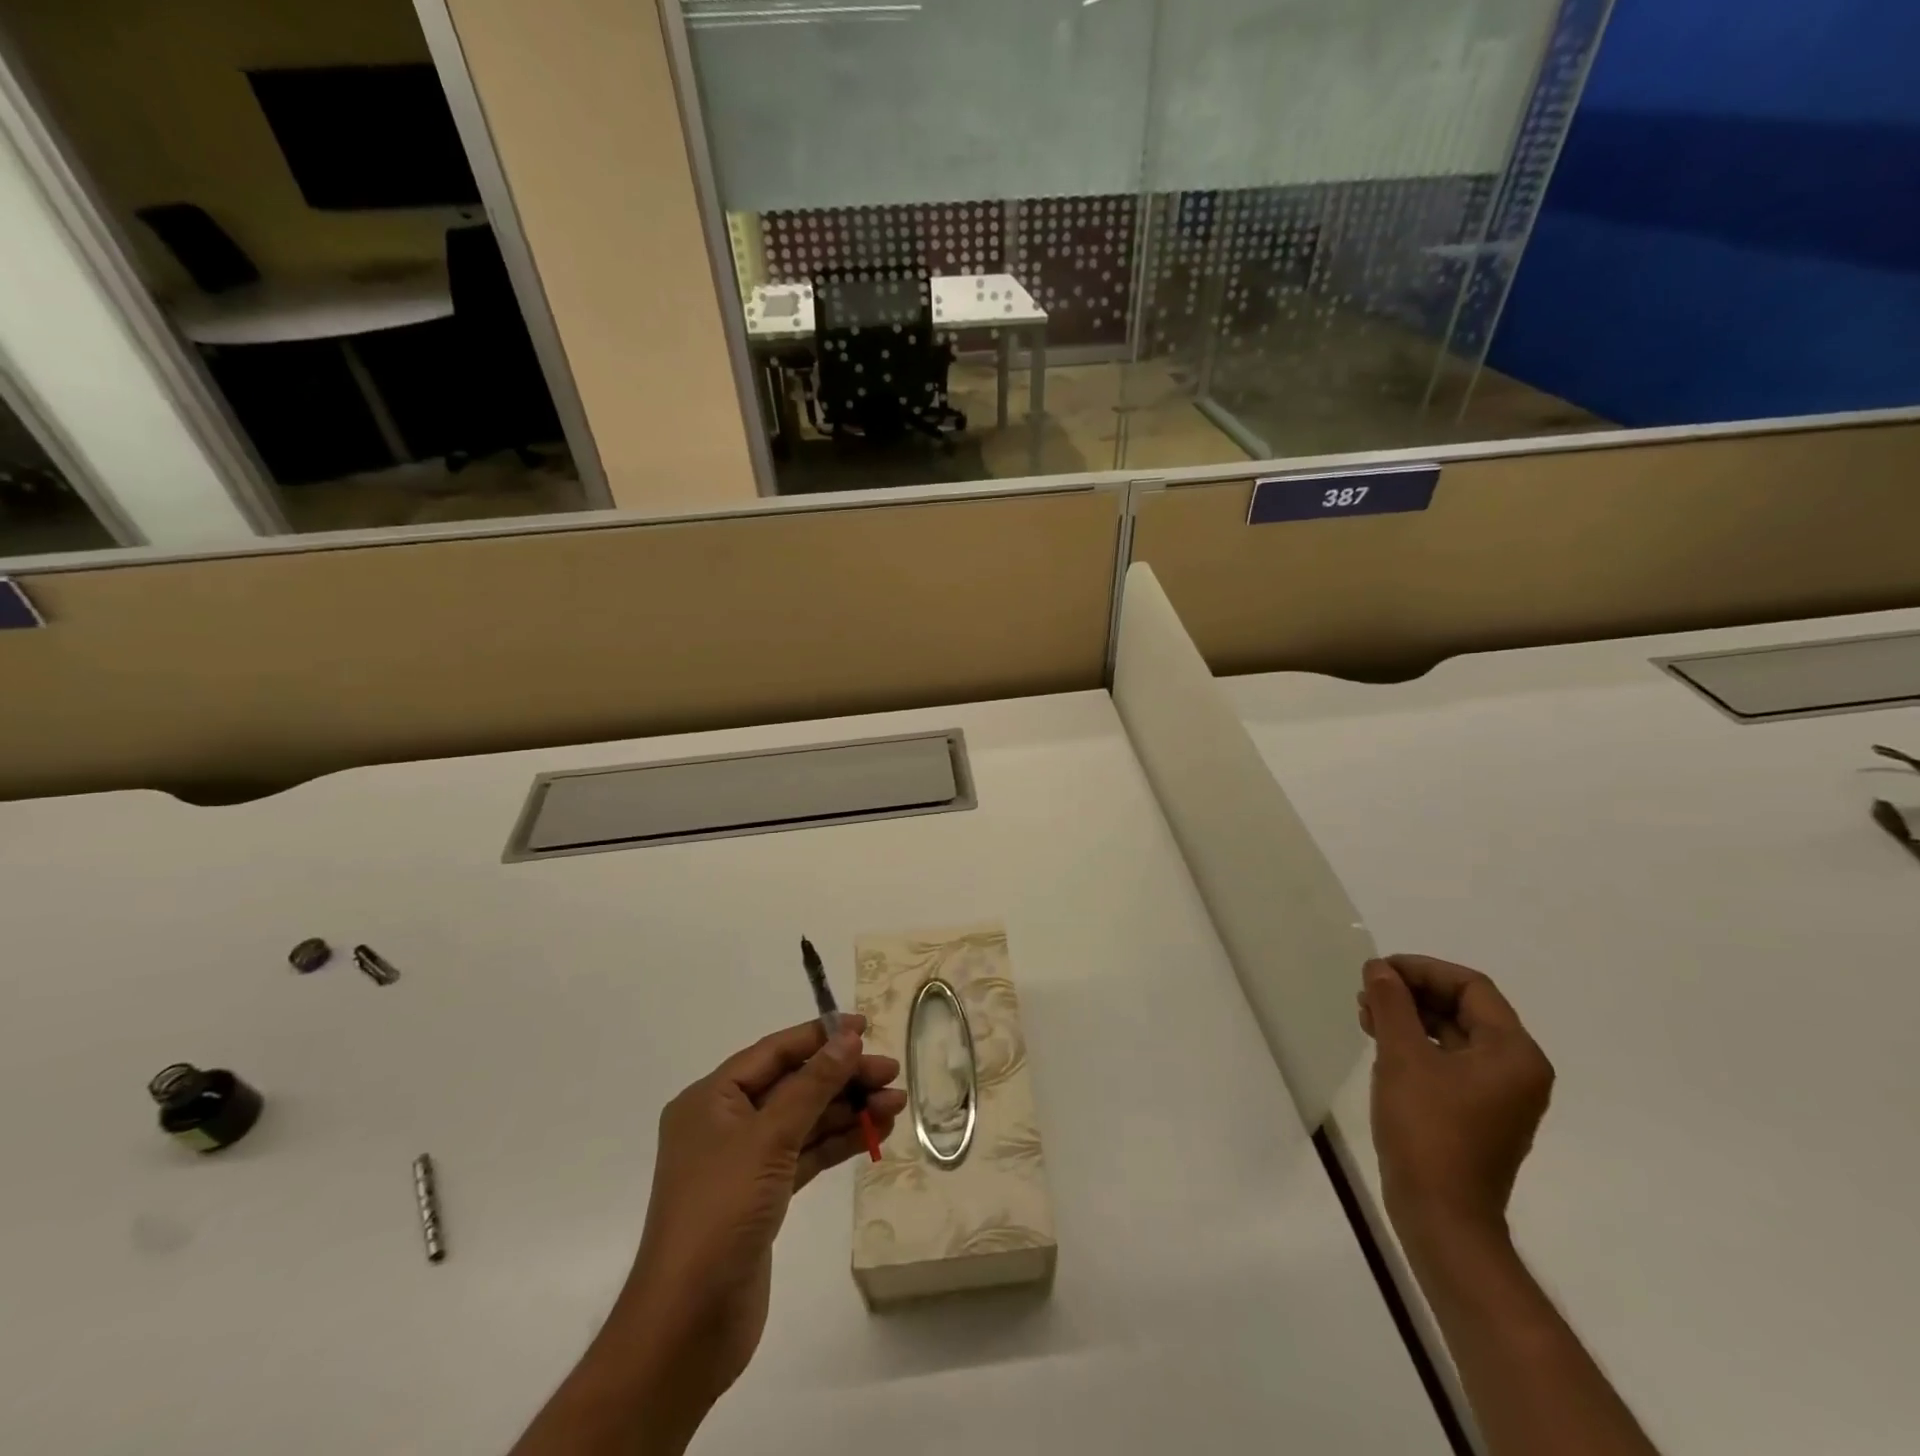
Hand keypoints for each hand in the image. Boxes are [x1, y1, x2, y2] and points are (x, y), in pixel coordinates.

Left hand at [607, 1018, 905, 1426]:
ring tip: (896, 1104)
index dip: (820, 1036)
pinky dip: (839, 1142)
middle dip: (842, 1077)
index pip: (774, 1052)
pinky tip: (875, 1133)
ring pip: (805, 1120)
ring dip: (848, 1110)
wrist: (689, 1324)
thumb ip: (812, 1085)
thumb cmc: (721, 1212)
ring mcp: (745, 1161)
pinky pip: (807, 1153)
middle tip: (891, 1074)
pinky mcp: (764, 1195)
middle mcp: (726, 1122)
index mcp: (712, 1098)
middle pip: (794, 1085)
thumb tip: (847, 1038)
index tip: (865, 1028)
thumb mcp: (769, 1138)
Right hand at [1358, 955, 1553, 1249]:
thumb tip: (1379, 968)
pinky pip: (1449, 1060)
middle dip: (1412, 992)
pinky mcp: (1478, 1111)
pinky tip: (1382, 1042)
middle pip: (1464, 1008)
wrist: (1441, 1215)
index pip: (1471, 987)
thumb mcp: (1403, 1056)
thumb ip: (1391, 1004)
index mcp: (1513, 1053)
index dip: (1422, 970)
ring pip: (1453, 1033)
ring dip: (1409, 1016)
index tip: (1377, 971)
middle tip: (1366, 992)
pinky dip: (1416, 1043)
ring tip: (1365, 1015)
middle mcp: (1517, 1069)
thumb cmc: (1427, 1129)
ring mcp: (1499, 1093)